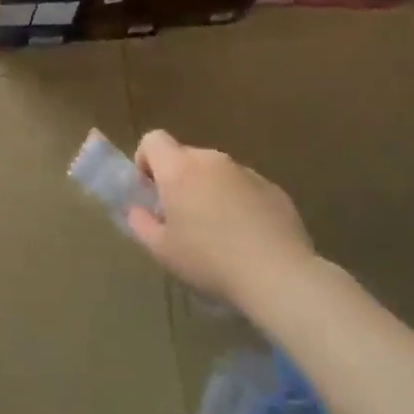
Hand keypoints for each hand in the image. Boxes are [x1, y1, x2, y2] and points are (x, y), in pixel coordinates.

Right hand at [125, 131, 312, 309]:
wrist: (277, 274)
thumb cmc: (209, 260)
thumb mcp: (162, 250)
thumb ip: (140, 223)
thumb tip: (136, 210)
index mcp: (179, 169)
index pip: (153, 139)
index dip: (145, 160)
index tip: (150, 190)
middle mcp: (211, 160)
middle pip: (185, 157)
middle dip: (178, 180)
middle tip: (181, 217)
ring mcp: (245, 172)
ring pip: (216, 172)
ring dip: (209, 190)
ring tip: (216, 231)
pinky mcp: (273, 188)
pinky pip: (244, 187)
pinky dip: (238, 202)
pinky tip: (246, 237)